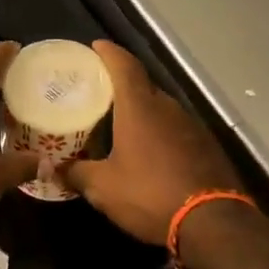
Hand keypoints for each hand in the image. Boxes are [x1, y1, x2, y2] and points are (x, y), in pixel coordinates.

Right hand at [61, 42, 241, 243]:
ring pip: (161, 107)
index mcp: (140, 107)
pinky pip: (176, 128)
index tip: (96, 46)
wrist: (213, 222)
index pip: (124, 65)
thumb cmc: (150, 194)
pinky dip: (160, 130)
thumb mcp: (103, 188)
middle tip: (100, 91)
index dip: (109, 52)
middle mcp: (167, 107)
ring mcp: (191, 125)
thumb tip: (55, 168)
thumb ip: (77, 173)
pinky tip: (150, 149)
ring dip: (142, 110)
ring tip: (121, 121)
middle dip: (122, 84)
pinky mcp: (206, 145)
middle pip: (143, 85)